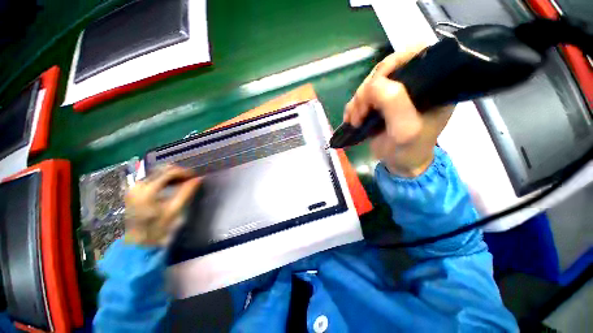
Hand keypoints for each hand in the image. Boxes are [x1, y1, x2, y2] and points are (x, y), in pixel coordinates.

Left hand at [124, 165, 200, 245]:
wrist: (138, 243)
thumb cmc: (158, 229)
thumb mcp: (174, 210)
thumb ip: (186, 192)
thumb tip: (199, 179)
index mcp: (147, 190)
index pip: (169, 172)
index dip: (185, 172)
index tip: (196, 177)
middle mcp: (138, 185)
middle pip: (162, 170)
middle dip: (179, 172)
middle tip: (191, 179)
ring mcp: (134, 187)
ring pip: (156, 172)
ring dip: (172, 175)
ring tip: (183, 182)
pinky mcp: (133, 191)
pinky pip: (151, 178)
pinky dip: (164, 179)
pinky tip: (171, 185)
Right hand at [343, 46, 453, 176]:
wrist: (400, 164)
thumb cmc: (409, 150)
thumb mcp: (405, 130)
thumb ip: (394, 104)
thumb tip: (374, 84)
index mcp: (433, 84)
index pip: (414, 54)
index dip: (391, 64)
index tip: (374, 86)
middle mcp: (414, 83)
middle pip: (385, 69)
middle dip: (367, 91)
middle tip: (360, 113)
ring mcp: (395, 93)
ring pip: (370, 83)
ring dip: (357, 101)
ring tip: (355, 120)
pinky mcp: (381, 102)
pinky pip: (362, 96)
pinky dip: (353, 107)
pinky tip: (351, 119)